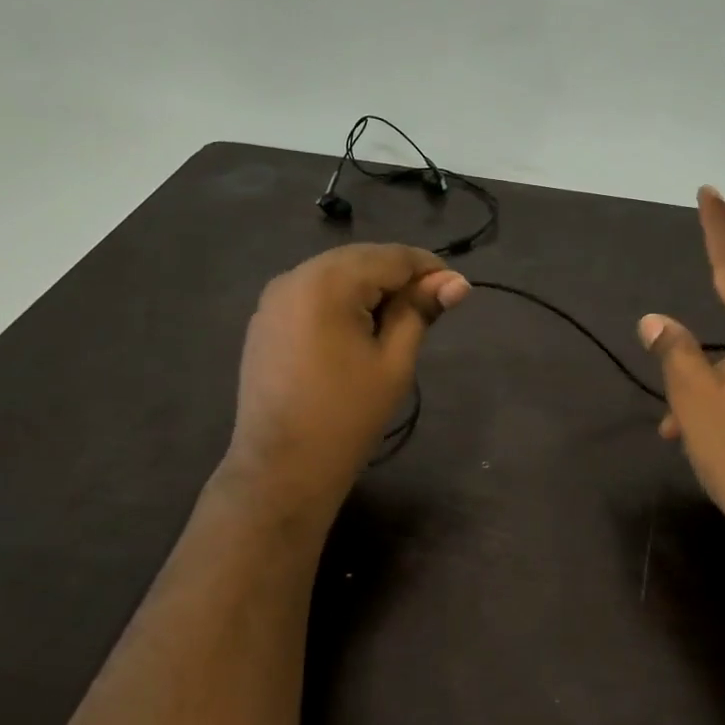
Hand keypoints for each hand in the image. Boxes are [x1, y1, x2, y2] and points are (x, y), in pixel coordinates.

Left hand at [226, 244, 468, 510]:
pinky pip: (313, 294)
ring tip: (399, 321)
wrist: (283, 467)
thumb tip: (457, 282)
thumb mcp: (394, 361)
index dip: (429, 269)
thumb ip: (420, 311)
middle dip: (399, 277)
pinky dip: (342, 301)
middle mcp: (294, 276)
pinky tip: (360, 330)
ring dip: (371, 288)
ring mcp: (273, 298)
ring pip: (336, 274)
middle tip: (433, 307)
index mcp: (328, 282)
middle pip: (361, 260)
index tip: (458, 290)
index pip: (391, 257)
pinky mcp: (265, 320)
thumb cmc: (348, 415)